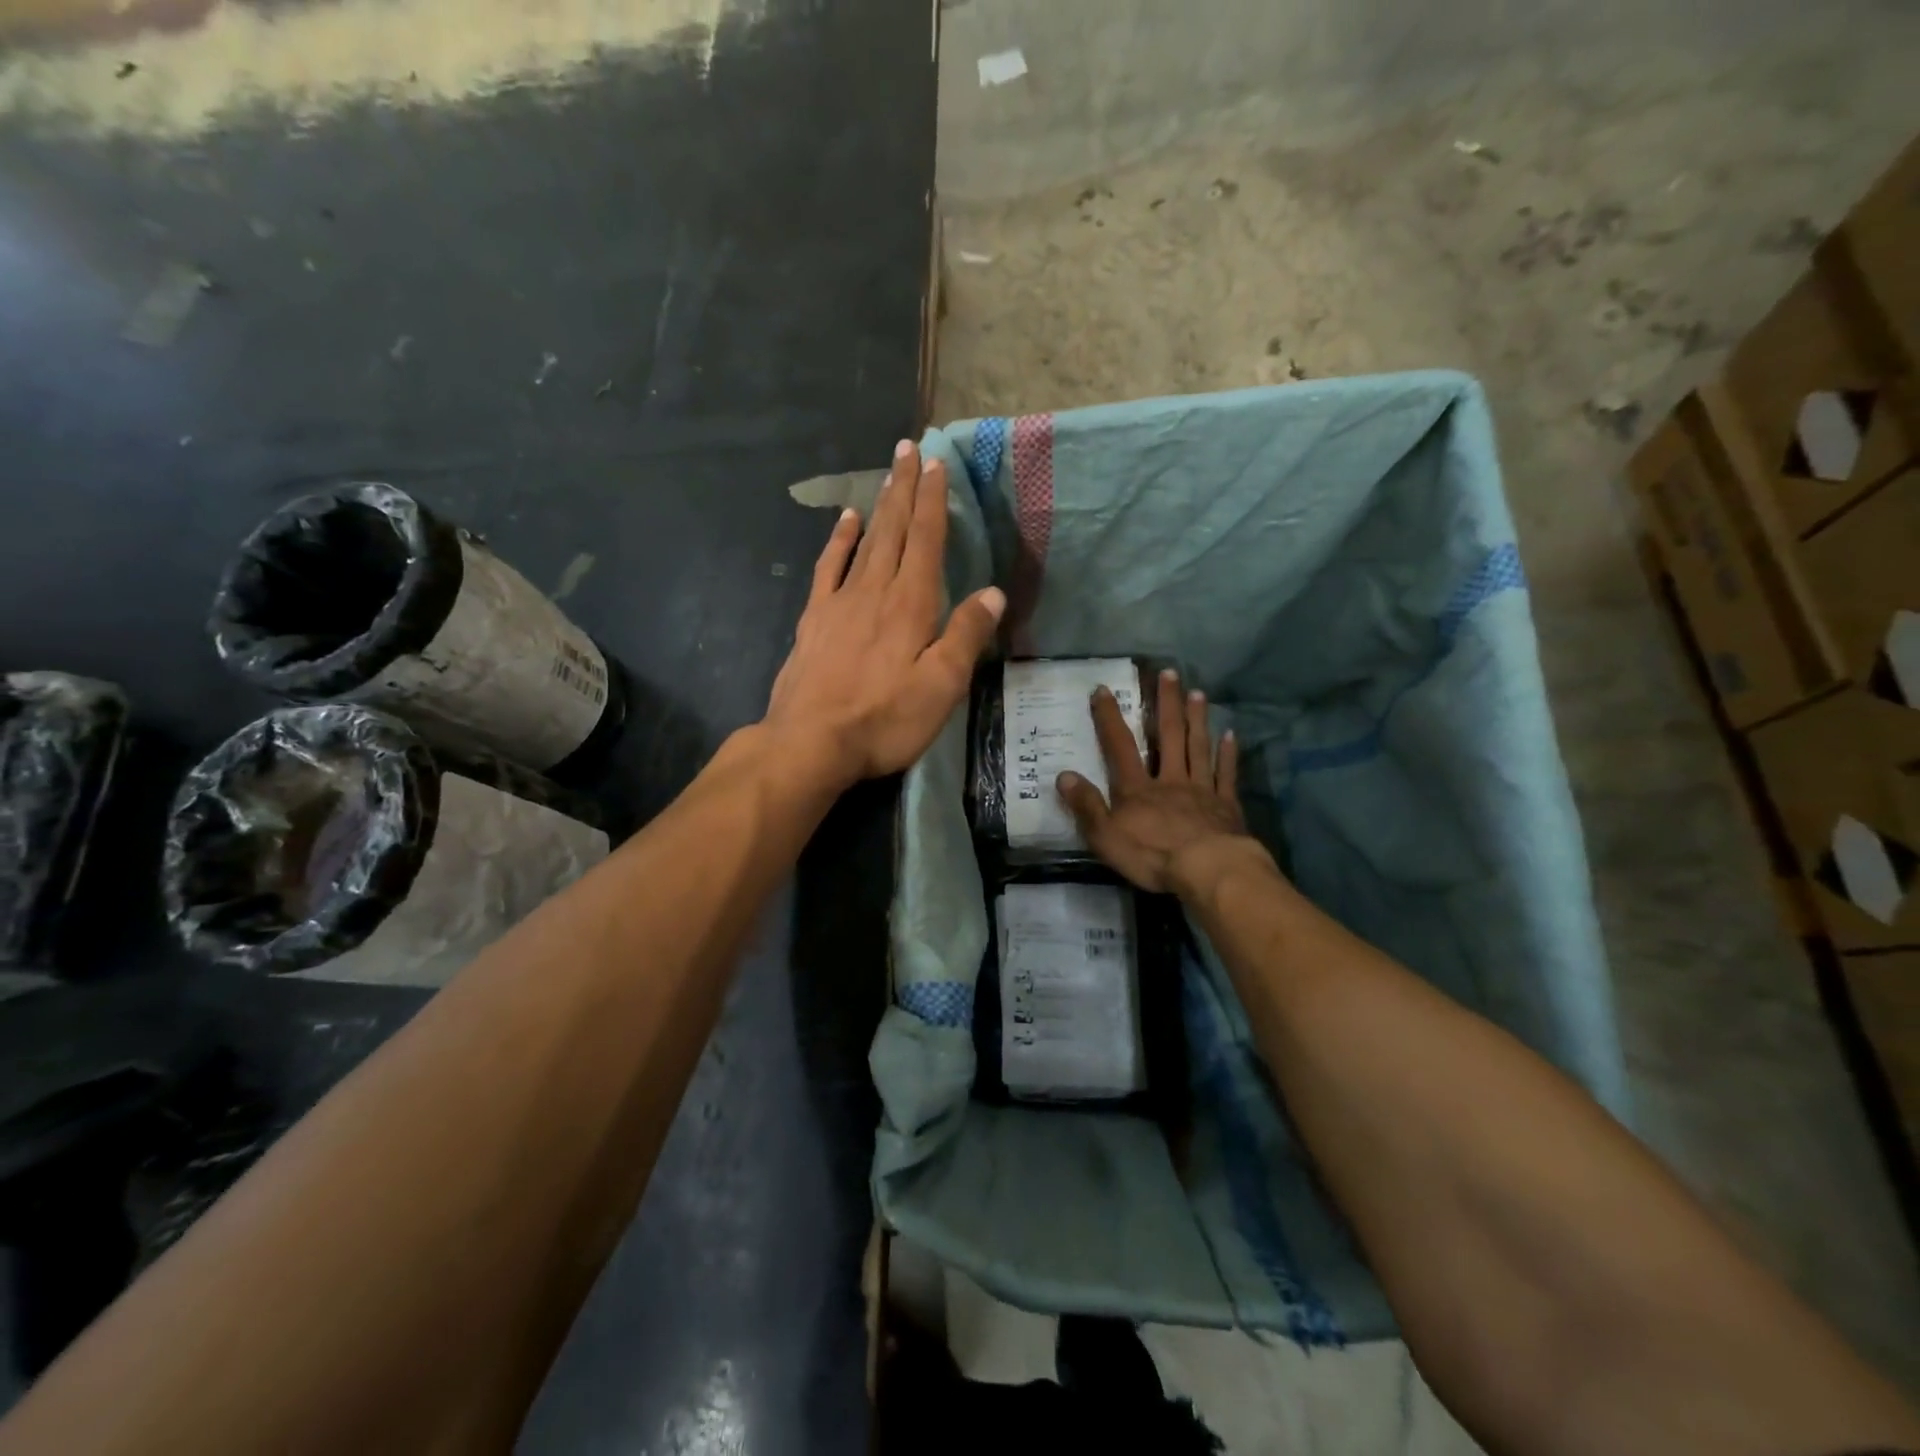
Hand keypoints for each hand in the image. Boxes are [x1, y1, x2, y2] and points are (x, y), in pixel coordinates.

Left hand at [765, 440, 1004, 786]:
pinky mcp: (815, 619)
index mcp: (911, 604)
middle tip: (909, 448)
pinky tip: (846, 521)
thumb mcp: (941, 686)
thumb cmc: (885, 719)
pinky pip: (829, 567)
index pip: (926, 540)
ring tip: (887, 473)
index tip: (936, 463)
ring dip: (879, 505)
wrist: (810, 742)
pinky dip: (839, 540)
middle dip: (904, 487)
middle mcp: (875, 590)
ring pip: (865, 541)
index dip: (932, 500)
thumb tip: (992, 592)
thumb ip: (966, 635)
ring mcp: (840, 601)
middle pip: (894, 529)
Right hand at [1057, 668, 1272, 894]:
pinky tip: (1231, 735)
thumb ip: (1086, 806)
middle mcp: (1169, 779)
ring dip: (1197, 719)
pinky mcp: (1226, 806)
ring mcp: (1201, 790)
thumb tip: (1063, 775)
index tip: (1103, 690)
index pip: (1119, 746)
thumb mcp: (1105, 836)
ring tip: (1198, 693)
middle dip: (1166, 704)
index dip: (1109, 717)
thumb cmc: (1152, 855)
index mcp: (1137, 788)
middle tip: (1170, 673)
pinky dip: (1228, 754)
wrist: (1208, 870)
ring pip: (1198, 748)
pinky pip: (1226, 774)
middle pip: (1168, 736)